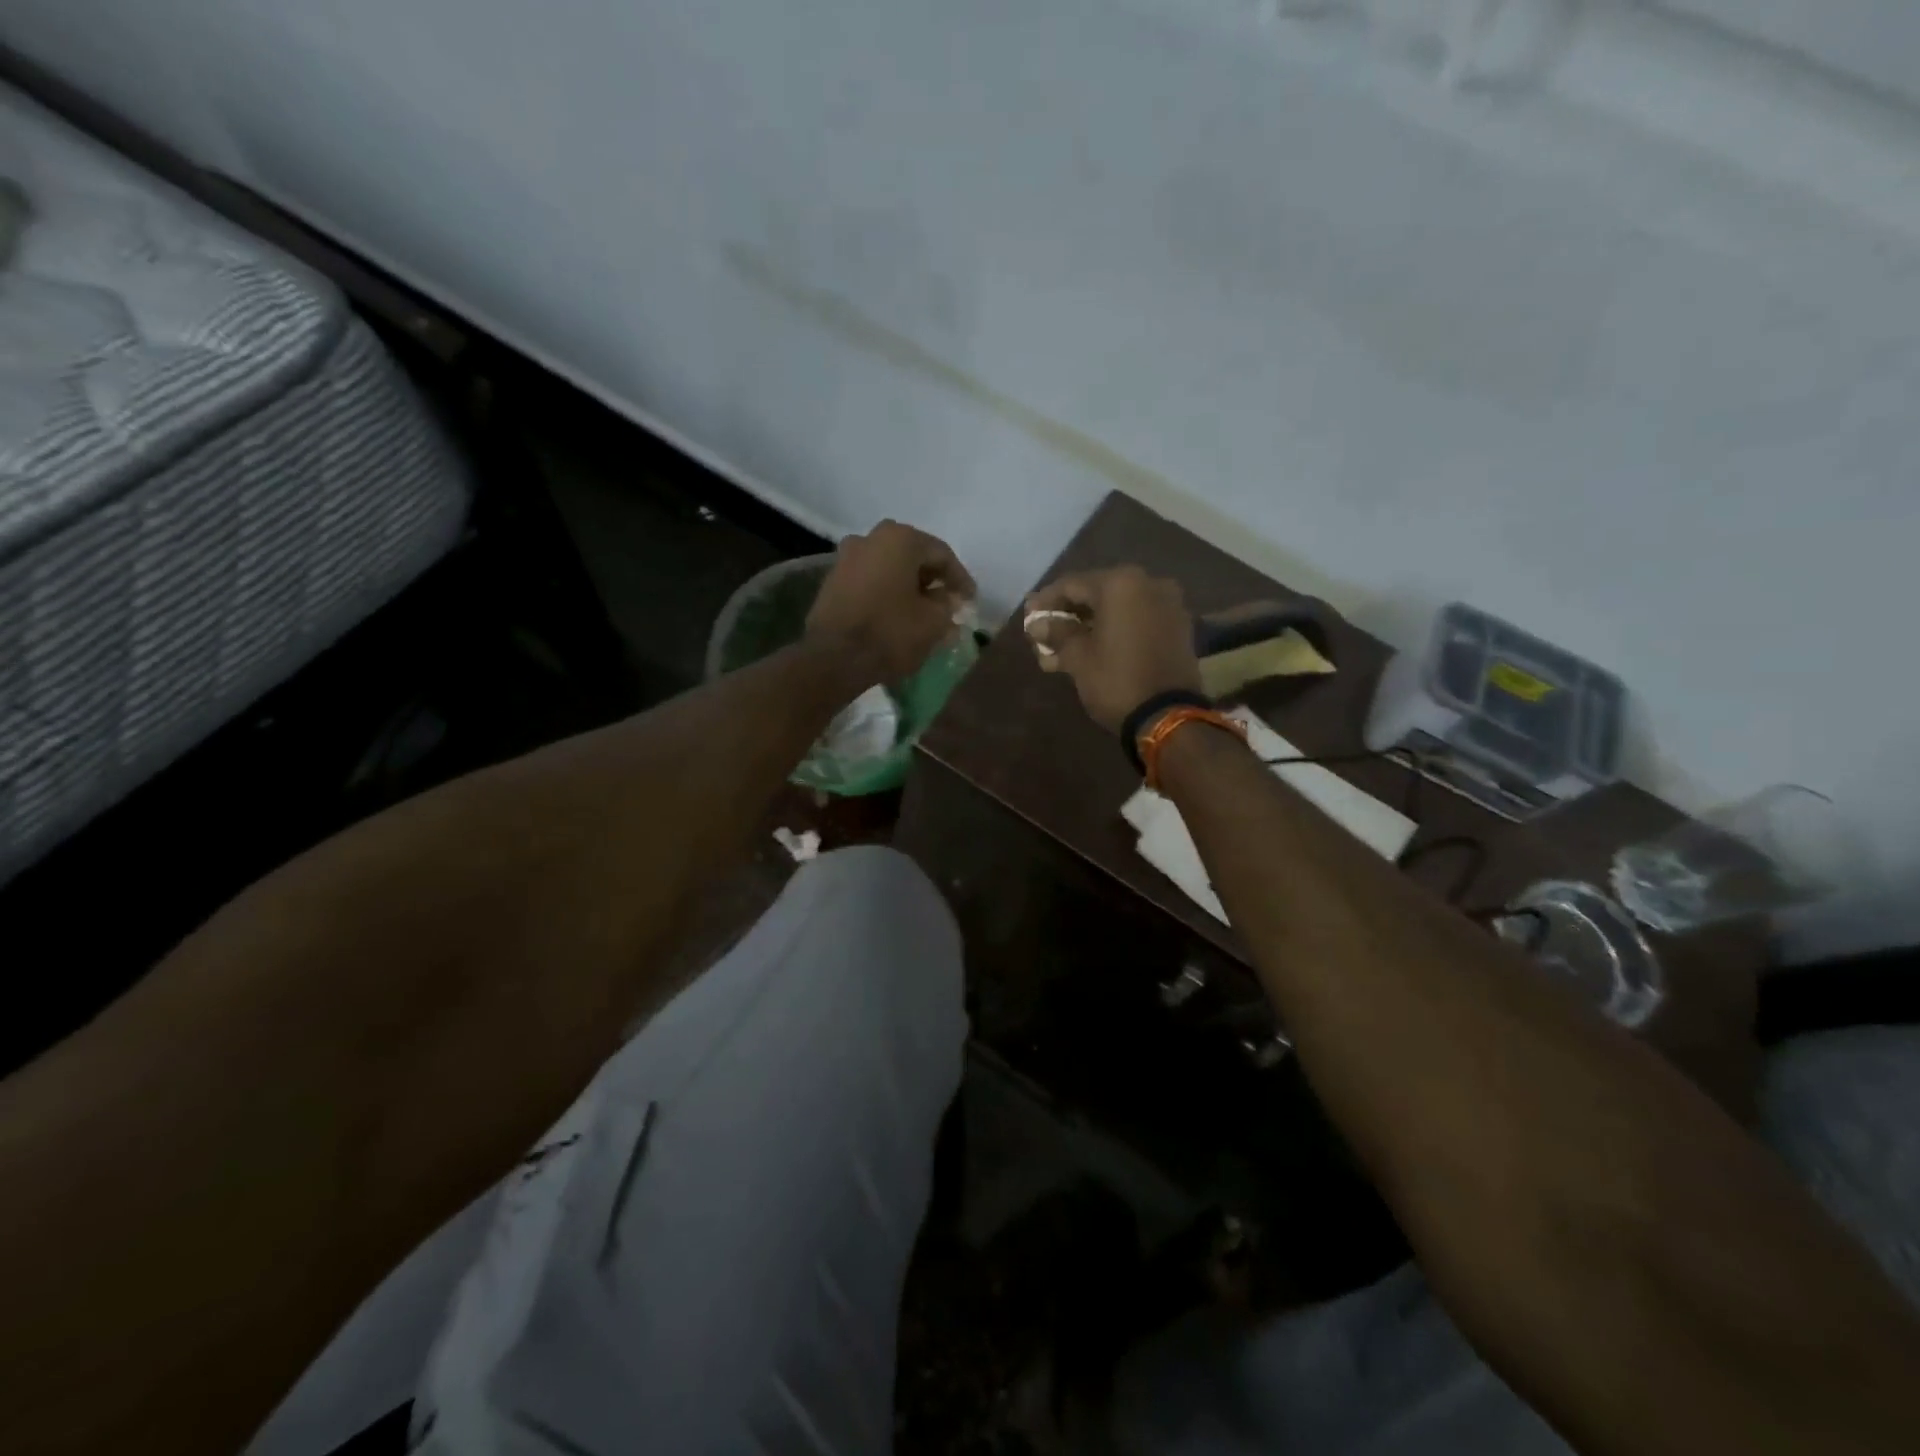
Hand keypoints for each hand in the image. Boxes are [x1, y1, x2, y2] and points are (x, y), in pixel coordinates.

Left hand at [806, 520, 976, 684]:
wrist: (834, 658)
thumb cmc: (891, 632)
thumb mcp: (934, 621)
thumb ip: (947, 603)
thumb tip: (946, 598)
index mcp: (900, 538)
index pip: (941, 554)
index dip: (960, 579)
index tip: (971, 600)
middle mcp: (870, 537)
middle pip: (912, 556)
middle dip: (932, 579)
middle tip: (948, 601)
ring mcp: (846, 558)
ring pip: (889, 568)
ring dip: (908, 586)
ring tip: (923, 610)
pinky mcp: (832, 581)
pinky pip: (870, 581)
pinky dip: (887, 593)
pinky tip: (897, 613)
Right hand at [1025, 566, 1200, 732]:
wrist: (1168, 716)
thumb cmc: (1116, 681)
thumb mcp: (1078, 657)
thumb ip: (1057, 633)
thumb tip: (1038, 624)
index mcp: (1121, 584)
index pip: (1072, 585)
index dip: (1046, 601)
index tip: (1028, 617)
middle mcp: (1148, 584)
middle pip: (1096, 593)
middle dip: (1068, 615)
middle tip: (1044, 633)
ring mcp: (1168, 605)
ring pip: (1117, 609)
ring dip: (1089, 626)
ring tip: (1062, 649)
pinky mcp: (1178, 627)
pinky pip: (1137, 620)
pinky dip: (1114, 630)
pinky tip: (1092, 649)